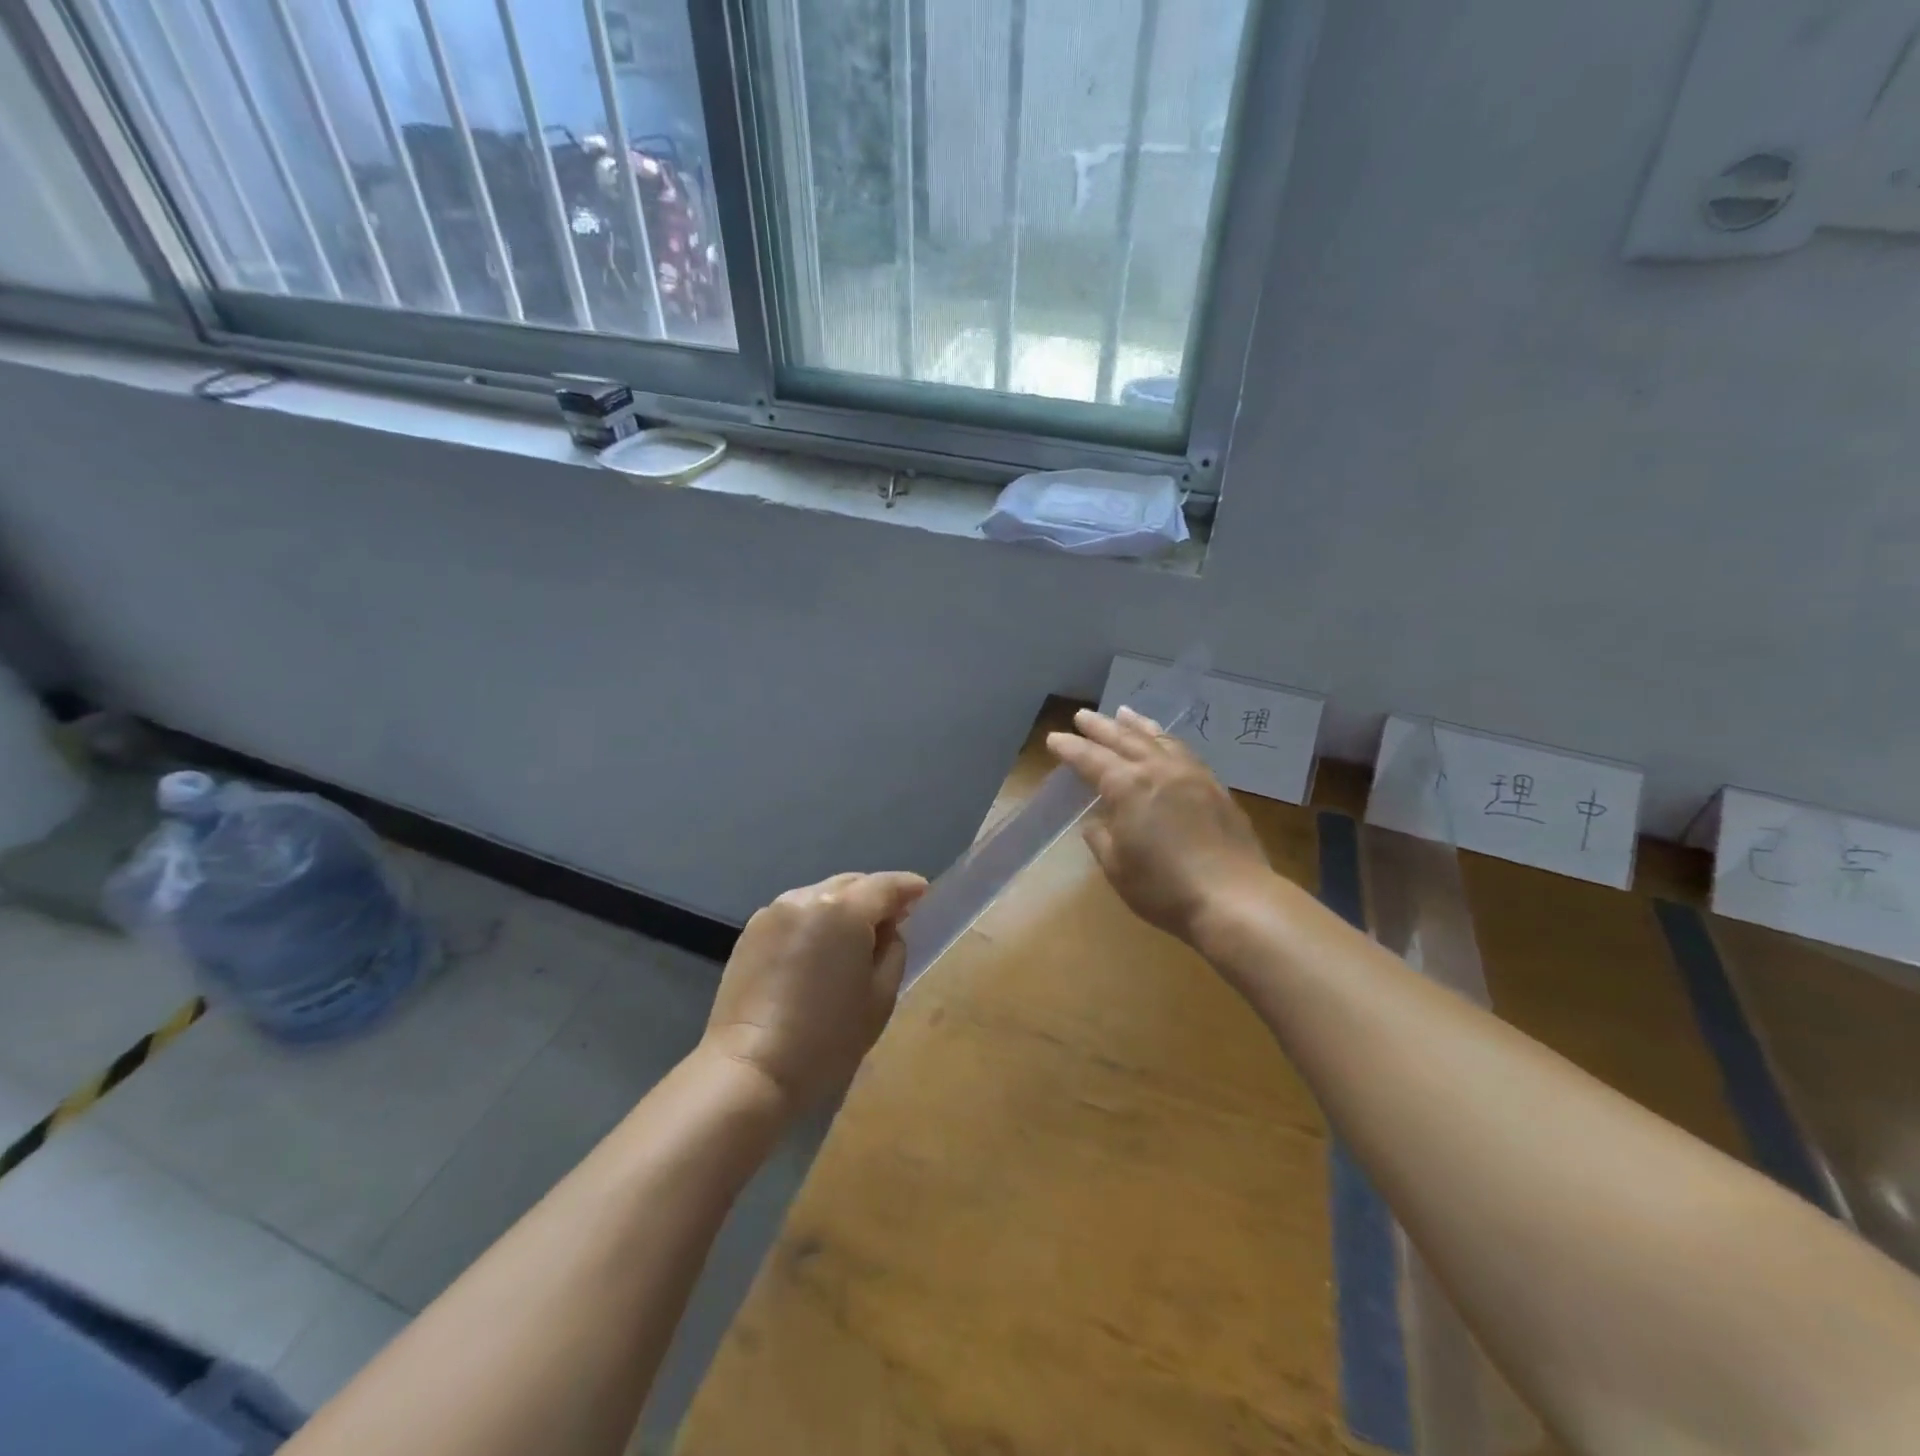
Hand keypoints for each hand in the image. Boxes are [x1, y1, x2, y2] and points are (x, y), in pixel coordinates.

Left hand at [702, 871, 927, 1115]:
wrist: (750, 1069)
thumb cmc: (826, 1039)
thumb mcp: (880, 997)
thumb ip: (893, 951)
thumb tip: (887, 931)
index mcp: (844, 910)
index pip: (885, 885)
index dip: (908, 887)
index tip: (923, 894)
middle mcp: (807, 898)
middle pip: (852, 884)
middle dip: (874, 896)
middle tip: (891, 921)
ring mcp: (774, 911)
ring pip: (821, 896)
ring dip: (842, 908)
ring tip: (851, 939)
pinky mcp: (751, 930)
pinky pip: (795, 913)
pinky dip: (813, 921)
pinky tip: (816, 951)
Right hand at [1048, 707, 1272, 944]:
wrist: (1235, 898)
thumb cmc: (1164, 888)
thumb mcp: (1117, 867)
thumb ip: (1102, 838)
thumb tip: (1098, 823)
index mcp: (1128, 786)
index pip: (1090, 759)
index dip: (1070, 748)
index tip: (1053, 738)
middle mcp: (1158, 769)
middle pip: (1124, 739)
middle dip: (1100, 727)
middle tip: (1082, 716)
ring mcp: (1191, 774)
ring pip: (1158, 738)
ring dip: (1136, 725)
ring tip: (1123, 713)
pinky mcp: (1215, 787)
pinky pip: (1184, 751)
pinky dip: (1166, 740)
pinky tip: (1164, 743)